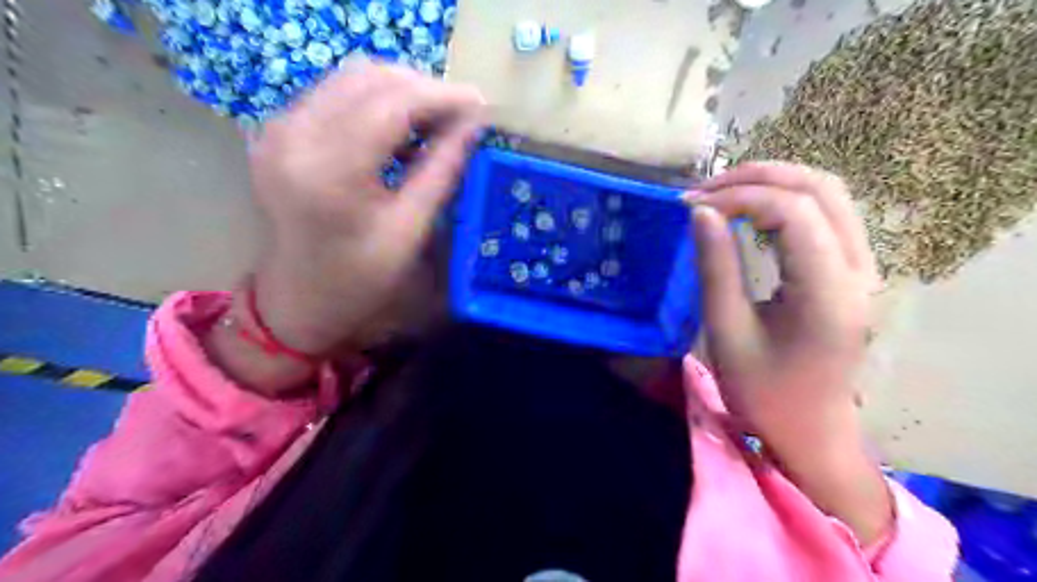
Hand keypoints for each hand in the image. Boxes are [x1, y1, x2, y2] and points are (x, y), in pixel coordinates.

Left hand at [248, 63, 487, 354]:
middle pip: (371, 78)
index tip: (481, 104)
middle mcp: (295, 135)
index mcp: (330, 170)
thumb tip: (474, 125)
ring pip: (353, 79)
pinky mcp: (278, 131)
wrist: (298, 299)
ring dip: (401, 93)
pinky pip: (336, 95)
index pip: (393, 103)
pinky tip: (400, 131)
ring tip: (436, 123)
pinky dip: (376, 103)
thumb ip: (442, 170)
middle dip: (424, 90)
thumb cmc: (359, 279)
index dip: (443, 96)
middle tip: (462, 117)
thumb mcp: (410, 230)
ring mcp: (280, 128)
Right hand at [688, 161, 891, 543]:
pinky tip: (751, 210)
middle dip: (758, 176)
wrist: (808, 431)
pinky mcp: (851, 273)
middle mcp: (858, 271)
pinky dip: (785, 200)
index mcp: (828, 293)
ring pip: (828, 194)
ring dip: (774, 183)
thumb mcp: (727, 332)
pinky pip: (825, 215)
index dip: (739, 196)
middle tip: (705, 189)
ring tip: (723, 193)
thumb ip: (716, 267)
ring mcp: (862, 270)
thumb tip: (700, 212)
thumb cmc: (763, 392)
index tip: (691, 205)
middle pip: (821, 188)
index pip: (793, 212)